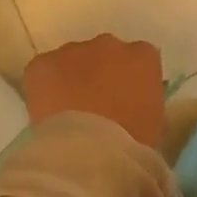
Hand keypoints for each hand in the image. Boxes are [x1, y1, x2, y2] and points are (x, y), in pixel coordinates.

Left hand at [23, 34, 165, 151]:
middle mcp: (110, 44)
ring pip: (72, 60)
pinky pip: (44, 70)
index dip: (130, 78)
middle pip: (105, 52)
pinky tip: (48, 112)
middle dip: (100, 73)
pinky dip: (44, 86)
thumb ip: (145, 100)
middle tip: (95, 104)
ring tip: (68, 112)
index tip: (125, 98)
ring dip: (72, 78)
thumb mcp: (154, 121)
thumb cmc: (132, 143)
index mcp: (143, 57)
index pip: (140, 57)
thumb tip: (132, 102)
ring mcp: (73, 51)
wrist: (89, 152)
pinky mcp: (42, 63)